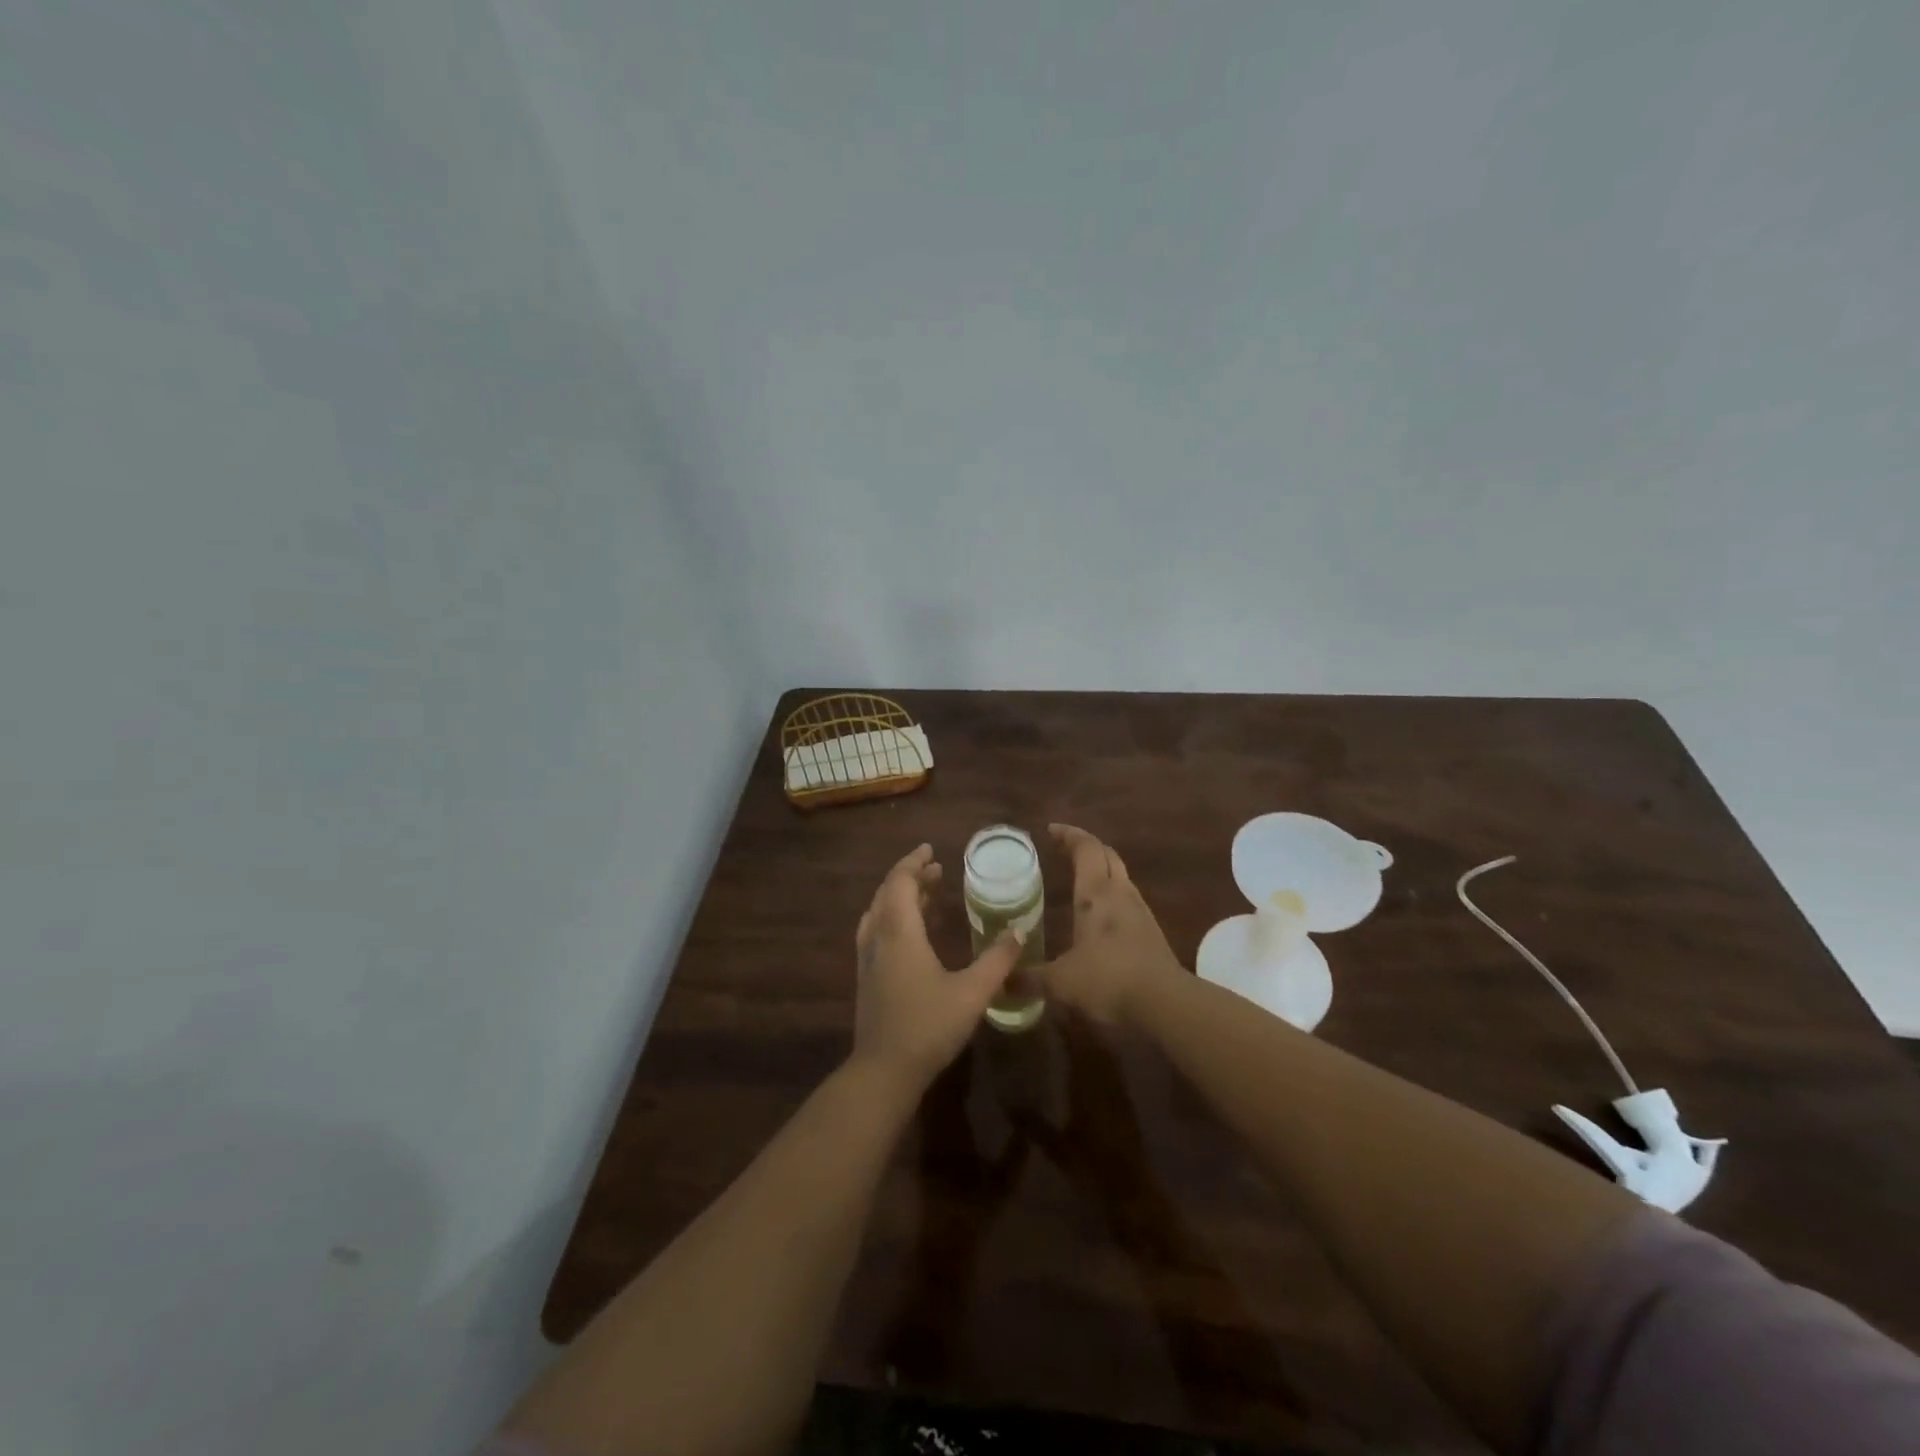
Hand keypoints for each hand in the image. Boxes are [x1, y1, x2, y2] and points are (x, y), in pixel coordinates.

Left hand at [852, 843, 1024, 1093]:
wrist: (884, 1071)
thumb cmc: (929, 1026)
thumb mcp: (972, 992)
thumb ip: (998, 960)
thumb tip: (1021, 930)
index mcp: (899, 932)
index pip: (900, 882)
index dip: (914, 863)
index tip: (931, 850)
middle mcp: (878, 938)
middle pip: (887, 894)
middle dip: (910, 877)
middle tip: (936, 869)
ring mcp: (868, 959)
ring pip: (879, 912)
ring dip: (900, 897)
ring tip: (927, 893)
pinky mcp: (867, 977)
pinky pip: (877, 931)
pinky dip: (893, 917)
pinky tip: (911, 933)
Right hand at [1038, 824, 1184, 1025]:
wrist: (1166, 1004)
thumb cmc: (1108, 981)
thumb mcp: (1060, 982)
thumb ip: (1029, 979)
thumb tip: (1000, 982)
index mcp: (1095, 893)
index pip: (1085, 847)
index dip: (1068, 835)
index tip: (1050, 830)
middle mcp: (1119, 893)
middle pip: (1106, 854)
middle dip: (1085, 846)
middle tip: (1063, 849)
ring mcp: (1139, 910)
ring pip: (1120, 875)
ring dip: (1101, 869)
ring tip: (1079, 878)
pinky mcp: (1151, 930)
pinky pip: (1127, 898)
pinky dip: (1111, 893)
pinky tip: (1100, 914)